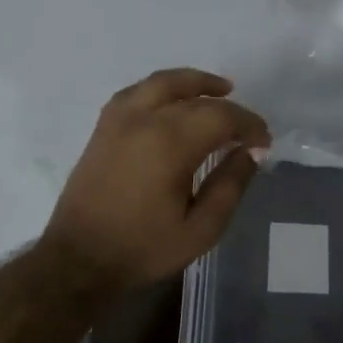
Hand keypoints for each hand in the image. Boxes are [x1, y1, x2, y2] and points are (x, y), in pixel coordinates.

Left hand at [43, 68, 270, 291]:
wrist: (78, 260)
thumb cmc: (142, 249)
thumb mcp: (200, 230)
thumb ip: (230, 185)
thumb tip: (251, 152)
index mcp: (169, 144)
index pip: (222, 116)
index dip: (249, 124)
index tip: (264, 141)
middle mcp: (143, 120)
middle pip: (195, 96)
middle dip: (228, 106)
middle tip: (246, 127)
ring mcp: (118, 119)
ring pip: (162, 82)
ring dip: (194, 83)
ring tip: (218, 90)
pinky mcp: (103, 126)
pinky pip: (137, 91)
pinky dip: (162, 88)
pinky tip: (174, 101)